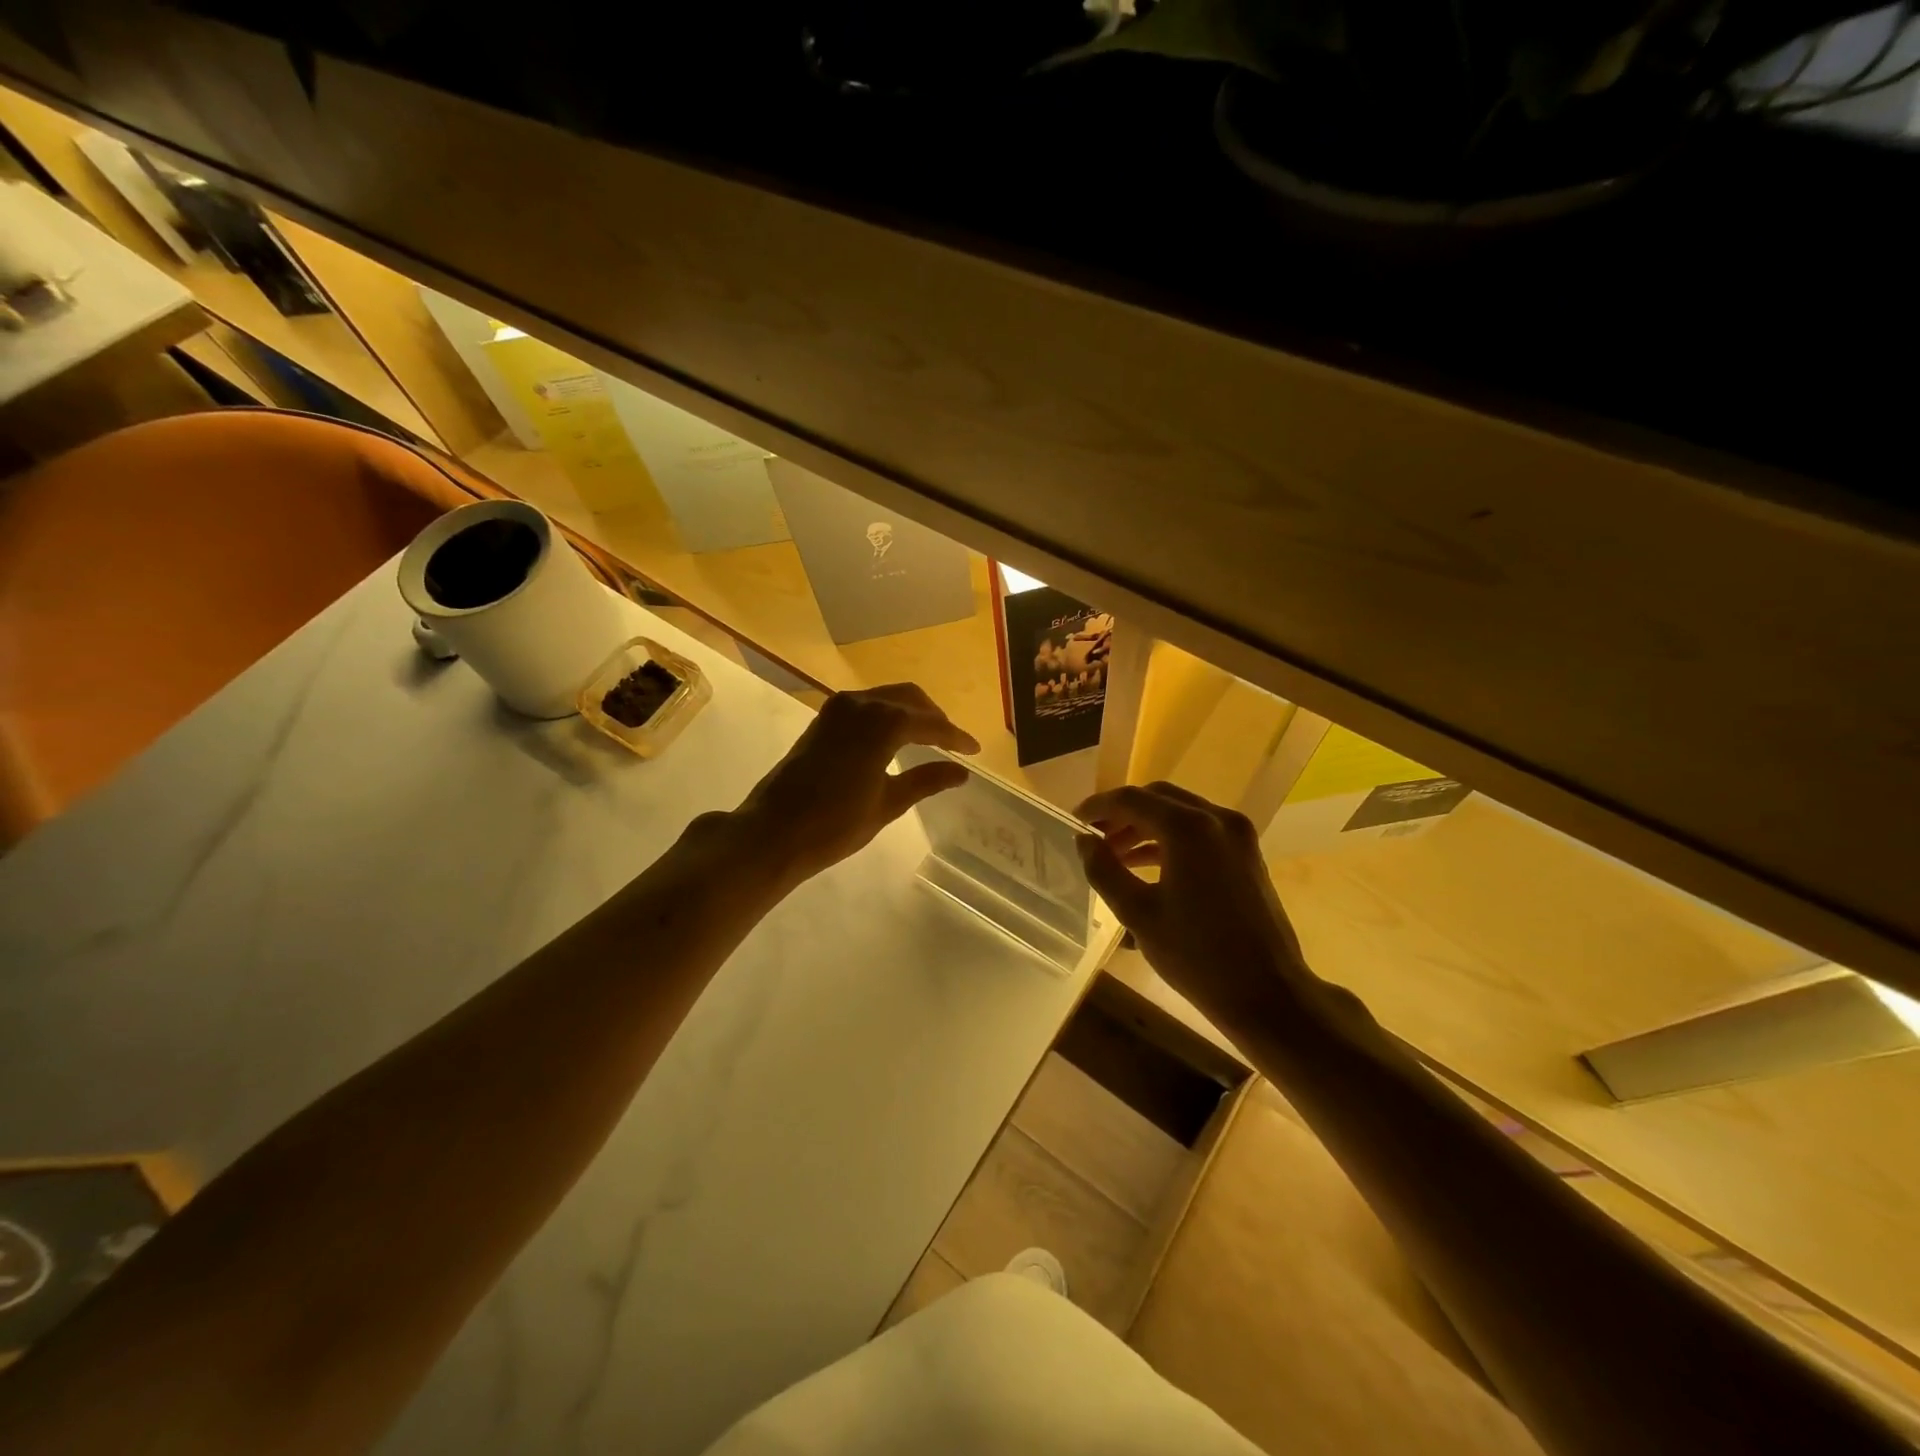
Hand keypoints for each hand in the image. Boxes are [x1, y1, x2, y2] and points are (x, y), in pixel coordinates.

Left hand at [732, 684, 977, 887]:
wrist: (774, 831)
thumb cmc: (835, 824)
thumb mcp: (888, 804)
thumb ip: (926, 781)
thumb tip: (961, 772)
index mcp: (883, 723)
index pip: (930, 724)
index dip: (956, 737)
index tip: (976, 750)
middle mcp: (861, 704)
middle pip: (909, 698)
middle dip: (934, 718)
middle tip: (954, 743)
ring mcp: (838, 709)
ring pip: (886, 697)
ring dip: (910, 713)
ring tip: (930, 740)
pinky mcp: (823, 720)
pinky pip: (866, 705)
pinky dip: (887, 716)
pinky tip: (895, 738)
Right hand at [1075, 782, 1307, 1020]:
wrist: (1268, 993)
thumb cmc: (1196, 955)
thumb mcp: (1137, 913)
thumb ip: (1104, 869)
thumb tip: (1084, 840)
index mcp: (1188, 828)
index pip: (1132, 799)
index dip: (1098, 807)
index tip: (1074, 822)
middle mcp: (1216, 819)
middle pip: (1158, 798)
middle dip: (1122, 814)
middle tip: (1093, 837)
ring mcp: (1237, 835)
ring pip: (1180, 813)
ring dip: (1145, 826)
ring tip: (1114, 855)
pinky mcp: (1247, 854)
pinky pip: (1200, 831)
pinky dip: (1170, 839)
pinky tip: (1147, 864)